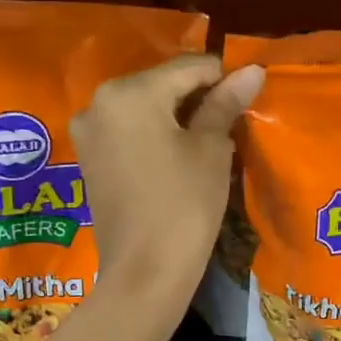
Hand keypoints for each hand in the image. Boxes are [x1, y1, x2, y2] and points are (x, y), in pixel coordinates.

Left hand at [71, 54, 264, 320]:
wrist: (144, 273)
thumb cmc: (184, 206)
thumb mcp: (211, 150)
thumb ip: (226, 104)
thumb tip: (252, 71)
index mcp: (129, 92)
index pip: (187, 67)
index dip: (223, 78)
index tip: (248, 97)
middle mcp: (98, 103)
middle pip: (161, 84)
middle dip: (196, 98)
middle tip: (229, 123)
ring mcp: (89, 133)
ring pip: (143, 108)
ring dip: (176, 117)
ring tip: (207, 142)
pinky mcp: (88, 159)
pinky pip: (128, 132)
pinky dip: (154, 135)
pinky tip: (177, 157)